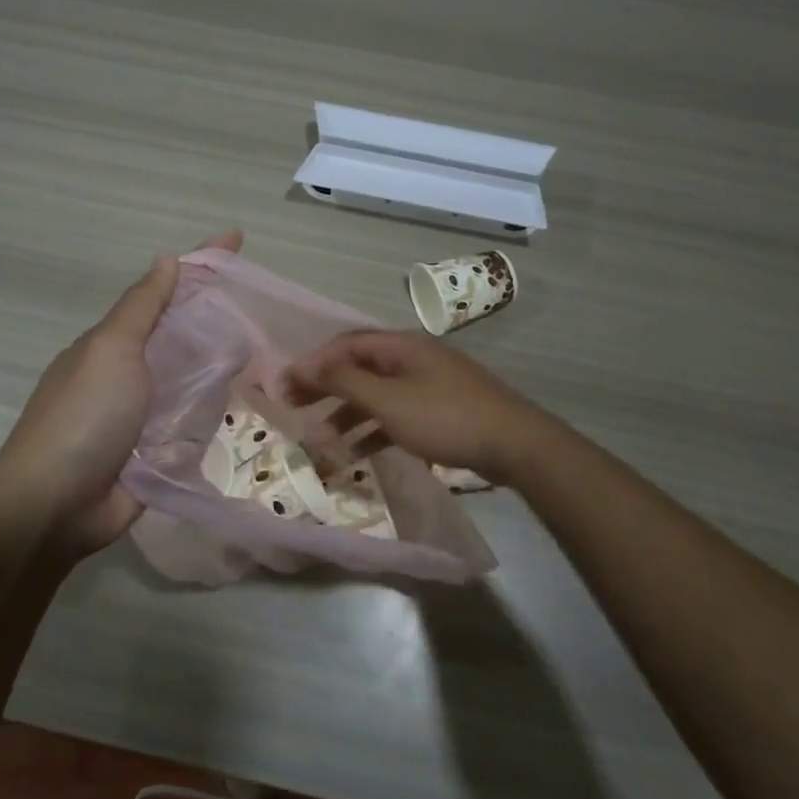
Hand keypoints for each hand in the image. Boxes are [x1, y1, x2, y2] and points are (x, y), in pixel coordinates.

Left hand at [0, 230, 242, 555]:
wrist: (56, 506)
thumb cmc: (83, 417)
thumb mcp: (111, 349)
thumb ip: (142, 307)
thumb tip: (166, 259)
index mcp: (113, 344)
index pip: (163, 292)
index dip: (199, 264)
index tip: (236, 239)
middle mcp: (128, 374)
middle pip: (180, 335)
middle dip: (216, 318)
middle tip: (263, 307)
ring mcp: (142, 416)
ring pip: (191, 380)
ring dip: (221, 368)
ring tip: (268, 353)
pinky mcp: (156, 454)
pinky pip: (192, 424)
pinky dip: (213, 413)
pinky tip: (246, 404)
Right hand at [283, 329, 548, 483]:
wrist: (513, 444)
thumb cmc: (445, 417)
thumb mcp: (389, 401)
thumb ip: (345, 382)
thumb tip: (307, 365)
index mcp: (400, 346)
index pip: (345, 345)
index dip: (312, 363)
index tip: (284, 386)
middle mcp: (412, 358)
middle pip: (358, 367)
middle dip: (325, 387)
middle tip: (293, 408)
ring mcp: (428, 384)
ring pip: (376, 394)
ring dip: (347, 414)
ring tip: (321, 440)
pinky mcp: (439, 410)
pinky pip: (396, 414)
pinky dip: (374, 430)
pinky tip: (357, 453)